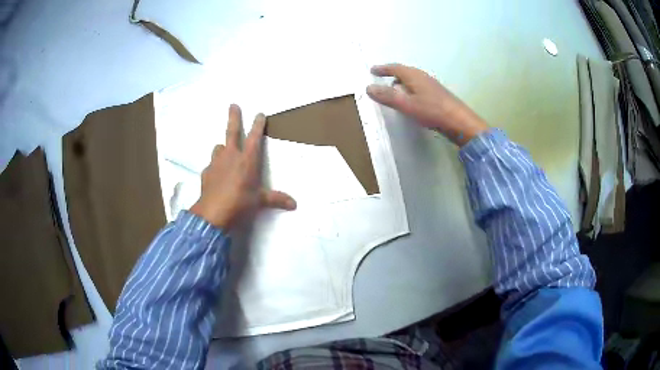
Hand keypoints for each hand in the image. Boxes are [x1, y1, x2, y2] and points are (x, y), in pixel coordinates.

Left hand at [190, 104, 296, 228]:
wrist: (213, 213)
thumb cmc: (240, 203)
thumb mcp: (259, 201)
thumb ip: (276, 199)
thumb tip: (295, 204)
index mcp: (247, 160)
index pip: (255, 138)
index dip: (258, 125)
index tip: (259, 114)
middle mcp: (231, 156)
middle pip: (232, 132)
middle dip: (234, 117)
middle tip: (233, 105)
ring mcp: (216, 163)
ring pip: (219, 147)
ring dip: (223, 147)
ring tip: (224, 150)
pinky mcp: (206, 172)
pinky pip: (211, 165)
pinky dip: (215, 166)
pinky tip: (216, 175)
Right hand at [366, 63, 487, 145]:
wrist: (459, 121)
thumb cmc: (432, 111)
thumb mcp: (406, 104)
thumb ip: (387, 96)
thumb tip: (368, 87)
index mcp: (414, 75)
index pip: (395, 68)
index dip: (383, 69)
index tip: (372, 70)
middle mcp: (422, 77)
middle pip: (404, 72)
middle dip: (392, 75)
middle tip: (381, 80)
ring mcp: (431, 85)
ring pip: (412, 80)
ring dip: (401, 84)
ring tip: (394, 92)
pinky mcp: (437, 95)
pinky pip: (418, 88)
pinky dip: (409, 90)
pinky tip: (410, 101)